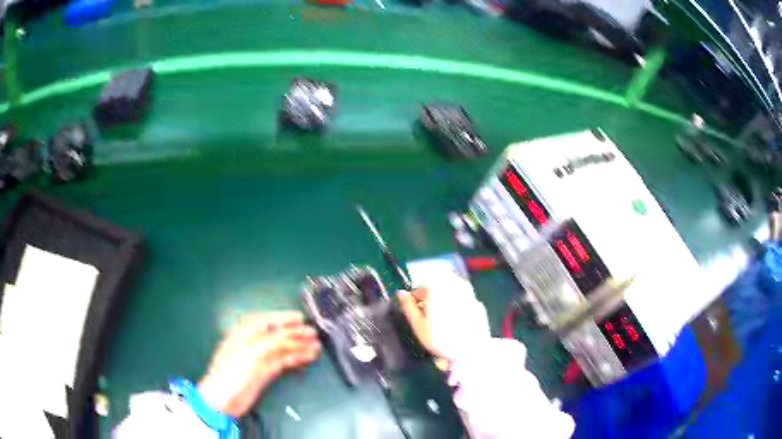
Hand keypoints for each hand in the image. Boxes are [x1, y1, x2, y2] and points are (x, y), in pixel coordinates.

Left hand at [198, 311, 320, 417]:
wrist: (222, 400)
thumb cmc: (232, 373)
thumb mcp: (252, 354)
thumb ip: (272, 342)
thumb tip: (293, 335)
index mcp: (243, 333)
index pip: (265, 320)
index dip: (282, 318)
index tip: (300, 318)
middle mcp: (252, 343)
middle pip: (276, 334)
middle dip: (295, 333)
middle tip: (313, 333)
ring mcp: (258, 358)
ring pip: (282, 348)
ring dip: (298, 346)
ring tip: (316, 346)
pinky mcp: (264, 372)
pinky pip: (283, 361)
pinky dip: (295, 358)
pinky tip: (306, 357)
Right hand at [397, 275, 489, 360]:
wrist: (471, 349)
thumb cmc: (440, 339)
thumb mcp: (418, 325)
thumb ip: (408, 306)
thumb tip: (401, 292)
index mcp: (435, 289)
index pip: (419, 290)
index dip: (414, 303)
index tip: (416, 316)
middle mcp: (452, 285)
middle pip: (435, 289)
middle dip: (430, 301)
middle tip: (429, 320)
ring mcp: (467, 293)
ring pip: (449, 293)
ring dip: (444, 302)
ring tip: (443, 321)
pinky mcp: (477, 302)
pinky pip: (462, 301)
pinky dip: (457, 307)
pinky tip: (457, 322)